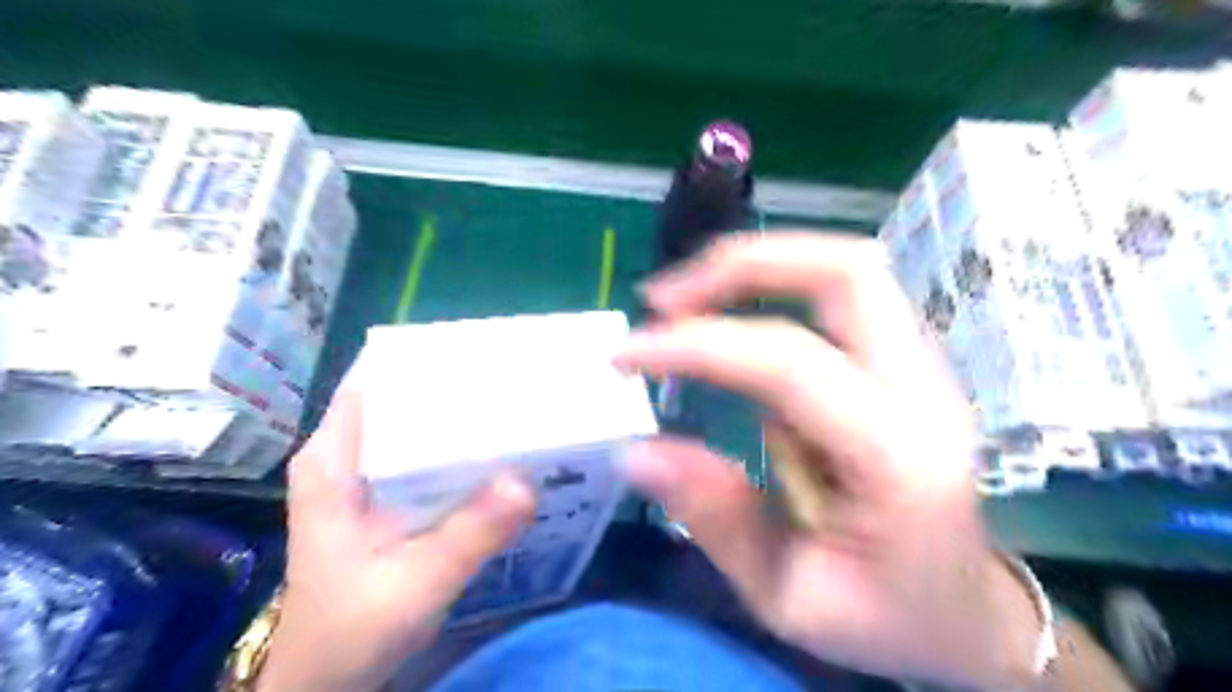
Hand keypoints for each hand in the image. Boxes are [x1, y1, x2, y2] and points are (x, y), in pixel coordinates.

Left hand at [262, 377, 537, 691]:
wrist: (329, 678)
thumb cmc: (352, 629)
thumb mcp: (416, 583)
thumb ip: (470, 534)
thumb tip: (528, 481)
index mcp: (332, 461)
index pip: (373, 381)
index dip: (423, 358)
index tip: (479, 348)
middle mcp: (348, 455)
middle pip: (403, 398)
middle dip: (456, 385)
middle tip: (515, 376)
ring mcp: (369, 475)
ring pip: (417, 425)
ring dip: (462, 416)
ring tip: (518, 402)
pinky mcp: (389, 495)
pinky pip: (428, 455)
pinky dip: (462, 449)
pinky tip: (502, 449)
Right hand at [622, 231, 1043, 685]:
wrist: (965, 613)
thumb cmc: (884, 617)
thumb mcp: (788, 597)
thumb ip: (716, 518)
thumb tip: (635, 451)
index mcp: (900, 458)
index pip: (791, 365)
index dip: (698, 346)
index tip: (625, 356)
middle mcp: (925, 391)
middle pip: (844, 271)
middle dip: (742, 266)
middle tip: (664, 299)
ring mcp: (920, 367)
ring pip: (843, 269)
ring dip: (755, 268)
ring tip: (684, 301)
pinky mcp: (899, 363)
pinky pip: (832, 298)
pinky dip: (769, 289)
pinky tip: (724, 321)